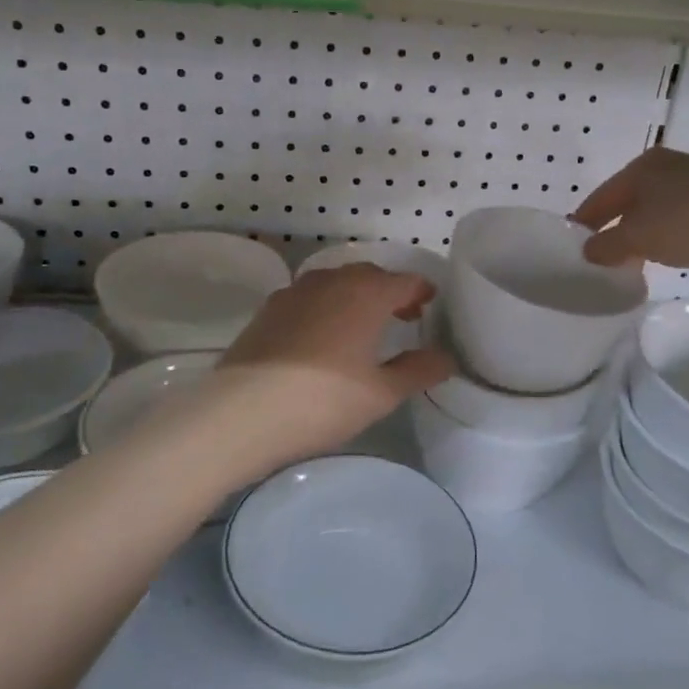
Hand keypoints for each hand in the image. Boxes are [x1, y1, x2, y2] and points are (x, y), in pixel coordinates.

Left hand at [212, 264, 452, 470]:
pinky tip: (322, 336)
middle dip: (390, 291)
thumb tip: (446, 358)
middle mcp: (332, 281)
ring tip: (362, 325)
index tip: (430, 303)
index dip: (422, 291)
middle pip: (370, 276)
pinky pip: (308, 297)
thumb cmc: (324, 400)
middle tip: (403, 316)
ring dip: (355, 296)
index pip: (405, 281)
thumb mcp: (381, 393)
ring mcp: (295, 292)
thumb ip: (418, 371)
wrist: (242, 412)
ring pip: (336, 283)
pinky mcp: (268, 309)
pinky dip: (325, 306)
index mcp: (367, 293)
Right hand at [573, 149, 688, 308]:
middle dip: (615, 227)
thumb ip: (607, 245)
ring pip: (659, 209)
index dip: (585, 221)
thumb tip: (589, 251)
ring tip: (636, 259)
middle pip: (630, 200)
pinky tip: (674, 254)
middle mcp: (671, 165)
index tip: (573, 244)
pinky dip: (672, 235)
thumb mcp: (638, 238)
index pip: (602, 195)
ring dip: (645, 233)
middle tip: (602, 256)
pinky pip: (685, 218)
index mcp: (644, 165)